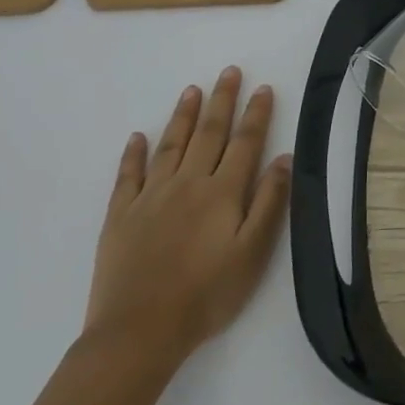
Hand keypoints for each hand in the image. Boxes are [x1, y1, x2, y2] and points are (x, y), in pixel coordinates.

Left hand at [82, 66, 292, 368]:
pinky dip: (133, 154)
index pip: (245, 143)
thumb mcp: (252, 253)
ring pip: (170, 145)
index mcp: (222, 193)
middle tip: (229, 72)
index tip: (263, 88)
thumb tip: (284, 158)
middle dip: (222, 100)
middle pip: (208, 133)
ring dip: (183, 115)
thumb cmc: (206, 295)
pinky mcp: (119, 216)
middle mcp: (187, 184)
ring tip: (192, 90)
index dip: (256, 114)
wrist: (138, 333)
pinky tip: (137, 137)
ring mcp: (150, 197)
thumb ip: (269, 203)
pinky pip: (127, 175)